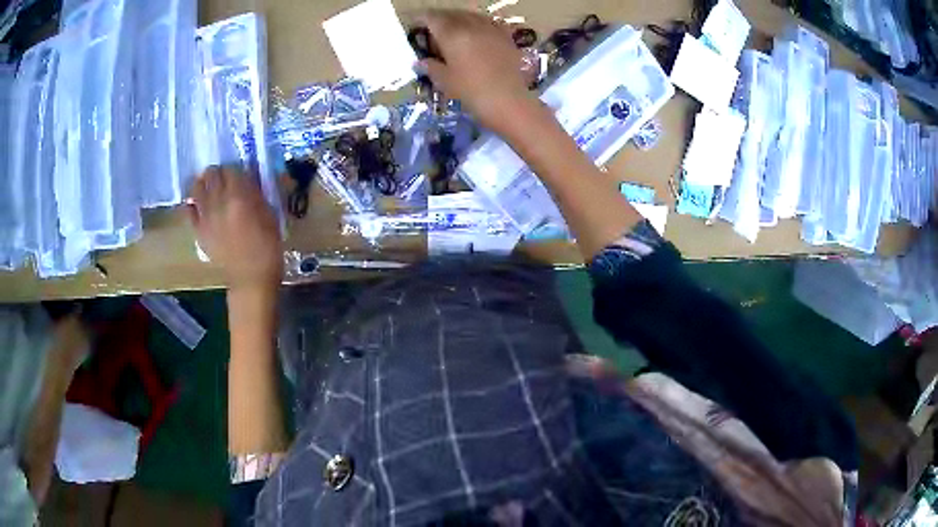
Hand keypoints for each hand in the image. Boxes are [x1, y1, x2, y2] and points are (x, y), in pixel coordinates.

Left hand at [188, 166, 282, 290]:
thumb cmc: (267, 246)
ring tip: (209, 187)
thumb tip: (248, 178)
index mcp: (239, 196)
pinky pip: (189, 210)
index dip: (235, 169)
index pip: (231, 169)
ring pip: (196, 188)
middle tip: (224, 178)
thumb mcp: (269, 214)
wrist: (251, 278)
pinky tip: (199, 204)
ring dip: (203, 184)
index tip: (240, 174)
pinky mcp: (198, 231)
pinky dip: (193, 203)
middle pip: (211, 174)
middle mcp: (218, 202)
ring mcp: (205, 217)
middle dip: (217, 173)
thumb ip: (256, 193)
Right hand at [418, 10, 538, 134]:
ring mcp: (491, 28)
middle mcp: (471, 25)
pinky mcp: (506, 36)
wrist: (509, 101)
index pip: (431, 17)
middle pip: (451, 14)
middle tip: (433, 30)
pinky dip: (478, 25)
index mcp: (452, 34)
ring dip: (459, 20)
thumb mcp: (445, 81)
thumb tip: (420, 61)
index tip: (416, 26)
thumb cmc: (472, 92)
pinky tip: (477, 34)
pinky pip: (488, 22)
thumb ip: (430, 67)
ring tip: (454, 31)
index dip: (421, 19)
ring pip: (470, 15)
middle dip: (439, 19)